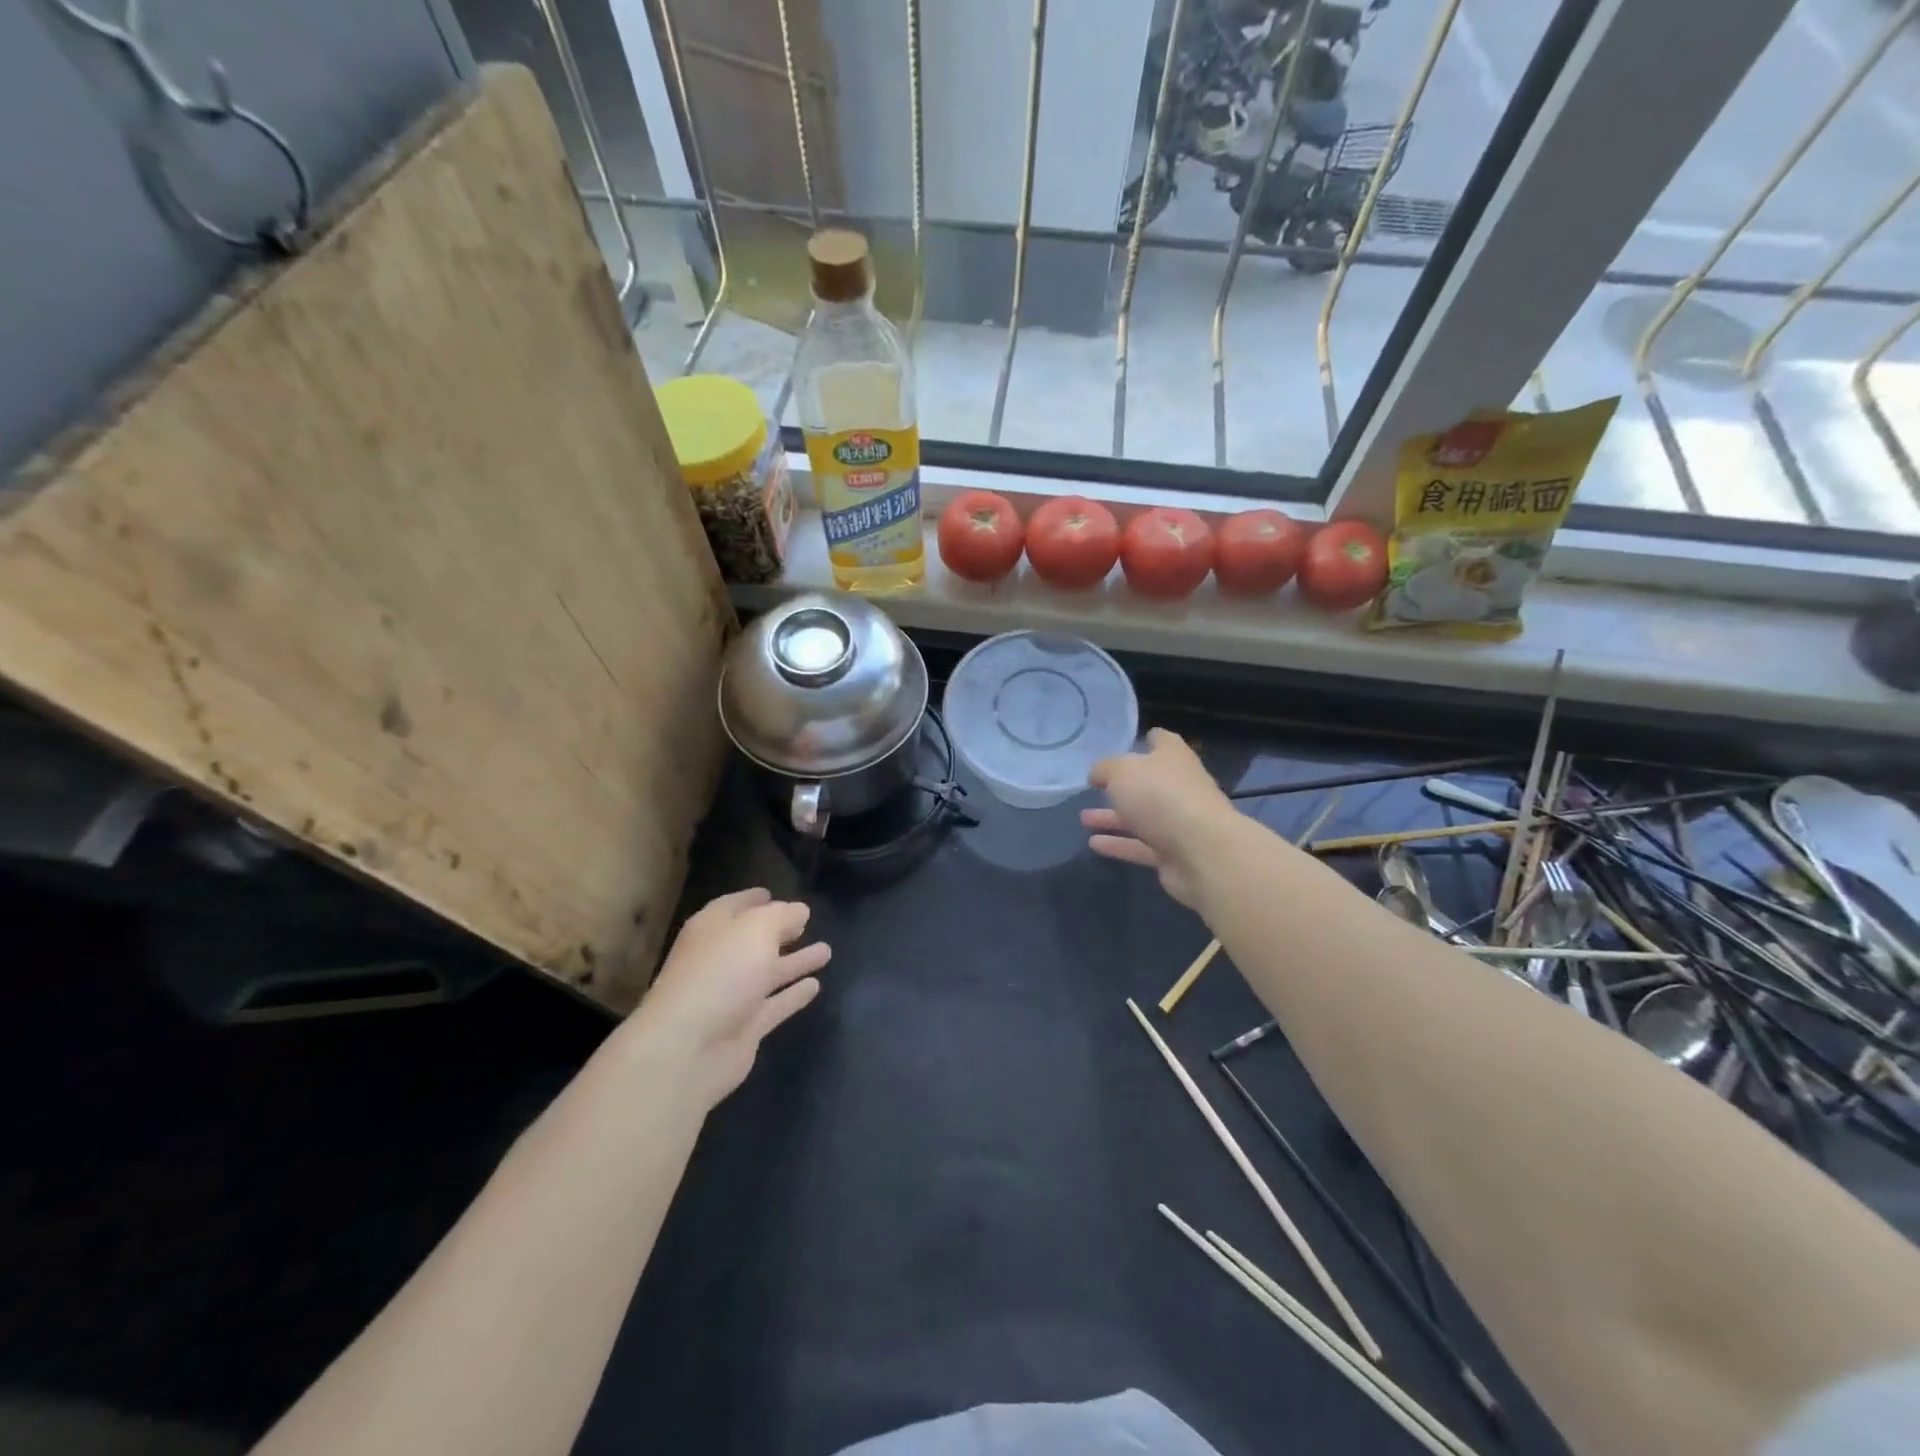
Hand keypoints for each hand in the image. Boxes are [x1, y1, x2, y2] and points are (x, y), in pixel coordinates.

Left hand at [625, 888, 830, 1107]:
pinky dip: (793, 996)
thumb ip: (782, 916)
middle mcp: (720, 959)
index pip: (733, 906)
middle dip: (778, 930)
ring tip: (826, 951)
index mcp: (712, 929)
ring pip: (768, 973)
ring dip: (794, 962)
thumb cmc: (721, 972)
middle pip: (752, 940)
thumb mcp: (756, 928)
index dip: (752, 899)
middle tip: (806, 922)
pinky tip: (816, 986)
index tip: (773, 893)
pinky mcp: (744, 1028)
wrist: (688, 1048)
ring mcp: (731, 995)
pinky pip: (774, 1005)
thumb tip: (800, 910)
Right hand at [1081, 728, 1233, 908]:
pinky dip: (1119, 844)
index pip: (1163, 741)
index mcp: (1174, 758)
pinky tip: (1093, 844)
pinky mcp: (1174, 853)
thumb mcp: (1121, 772)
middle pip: (1150, 782)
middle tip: (1094, 788)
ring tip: (1084, 818)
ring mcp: (1179, 822)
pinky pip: (1141, 846)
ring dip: (1114, 818)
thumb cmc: (1161, 797)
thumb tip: (1097, 775)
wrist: (1202, 852)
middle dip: (1122, 786)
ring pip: (1142, 817)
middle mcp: (1180, 787)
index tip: (1128, 743)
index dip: (1147, 740)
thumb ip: (1104, 769)